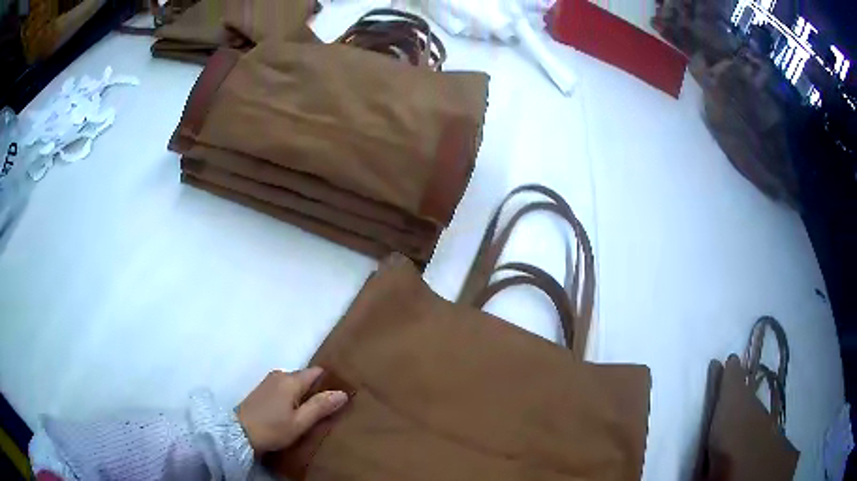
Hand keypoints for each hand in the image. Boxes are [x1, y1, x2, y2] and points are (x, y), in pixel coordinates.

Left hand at [237, 367, 347, 453]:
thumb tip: (342, 393)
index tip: (338, 395)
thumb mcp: (300, 422)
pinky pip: (283, 387)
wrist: (238, 433)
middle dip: (316, 389)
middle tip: (326, 408)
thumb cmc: (272, 429)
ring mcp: (269, 381)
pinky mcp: (262, 389)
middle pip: (305, 377)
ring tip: (311, 411)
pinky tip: (292, 411)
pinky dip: (291, 396)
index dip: (329, 382)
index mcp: (291, 380)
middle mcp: (280, 375)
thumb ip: (320, 406)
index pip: (317, 372)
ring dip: (302, 394)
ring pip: (293, 383)